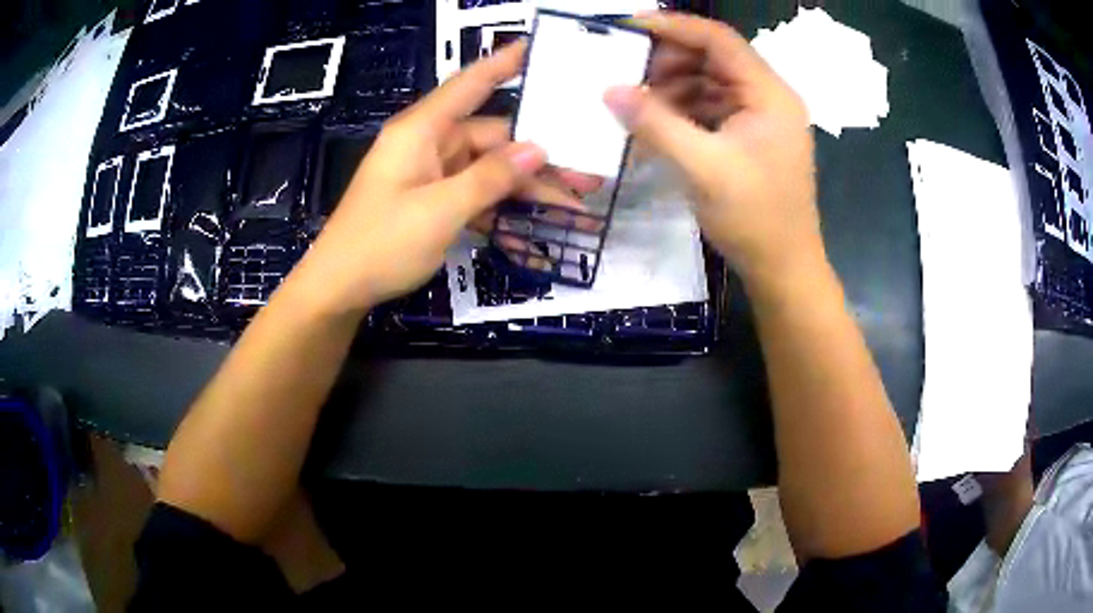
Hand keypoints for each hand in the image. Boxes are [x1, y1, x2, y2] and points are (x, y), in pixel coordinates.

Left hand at [293, 41, 595, 313]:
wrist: (339, 289)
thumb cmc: (381, 244)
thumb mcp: (440, 211)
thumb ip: (490, 178)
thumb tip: (538, 149)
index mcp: (422, 131)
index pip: (470, 85)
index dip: (504, 63)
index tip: (539, 49)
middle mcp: (429, 144)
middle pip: (493, 138)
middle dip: (539, 157)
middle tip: (589, 175)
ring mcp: (431, 175)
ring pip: (489, 171)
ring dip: (527, 190)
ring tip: (574, 208)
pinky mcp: (432, 201)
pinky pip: (475, 196)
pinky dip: (501, 211)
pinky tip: (533, 232)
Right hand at [605, 13, 820, 287]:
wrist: (784, 269)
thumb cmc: (755, 220)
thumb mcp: (702, 168)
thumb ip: (655, 124)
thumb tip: (610, 90)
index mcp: (769, 95)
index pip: (720, 40)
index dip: (674, 27)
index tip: (628, 27)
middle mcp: (768, 97)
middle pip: (714, 58)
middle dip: (668, 61)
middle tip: (626, 73)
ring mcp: (760, 118)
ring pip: (709, 83)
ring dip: (671, 88)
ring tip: (635, 102)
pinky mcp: (750, 137)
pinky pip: (711, 109)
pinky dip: (682, 111)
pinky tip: (655, 124)